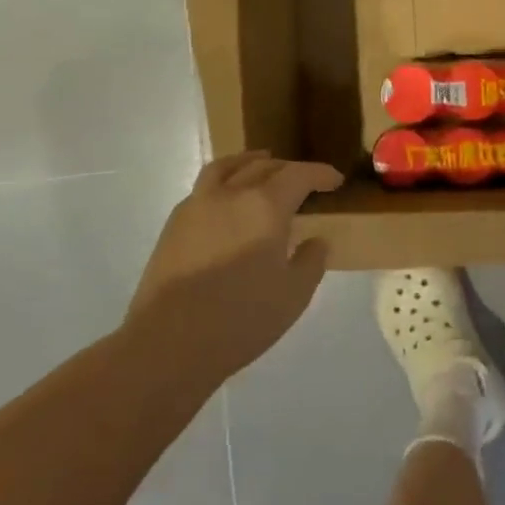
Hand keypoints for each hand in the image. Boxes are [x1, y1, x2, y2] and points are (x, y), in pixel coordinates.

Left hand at [127, 152, 342, 383]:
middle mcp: (231, 194)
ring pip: (227, 167)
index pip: (299, 175)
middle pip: (264, 166)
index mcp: (265, 207)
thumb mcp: (294, 295)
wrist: (168, 343)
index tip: (336, 180)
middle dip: (290, 169)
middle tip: (306, 181)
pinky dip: (224, 181)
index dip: (321, 174)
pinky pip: (204, 187)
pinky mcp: (174, 224)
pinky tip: (228, 199)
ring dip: (250, 161)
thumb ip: (311, 261)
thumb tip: (316, 240)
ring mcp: (197, 206)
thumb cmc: (240, 319)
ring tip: (261, 162)